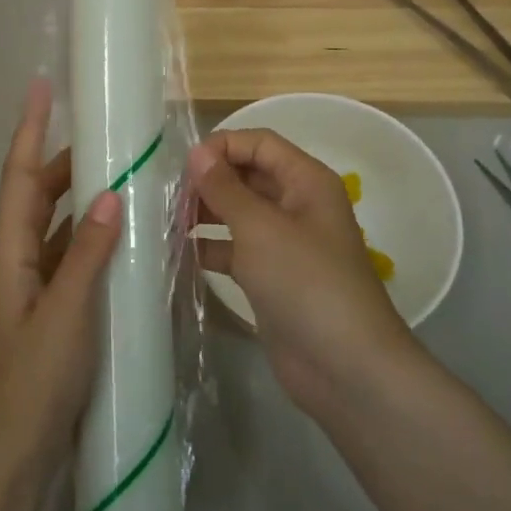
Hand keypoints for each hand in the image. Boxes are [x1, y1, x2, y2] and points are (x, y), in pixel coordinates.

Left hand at [0, 79, 121, 483]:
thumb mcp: (67, 313)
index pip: (18, 176)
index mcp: (9, 252)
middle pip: (38, 195)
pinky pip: (74, 255)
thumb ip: (90, 254)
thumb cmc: (35, 380)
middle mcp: (18, 259)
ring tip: (123, 174)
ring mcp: (35, 285)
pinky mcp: (54, 307)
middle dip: (65, 161)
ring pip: (59, 224)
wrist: (17, 455)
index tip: (40, 87)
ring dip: (83, 198)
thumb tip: (113, 193)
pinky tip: (127, 236)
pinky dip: (96, 237)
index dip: (28, 130)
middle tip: (107, 136)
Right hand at [190, 129, 416, 413]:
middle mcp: (297, 205)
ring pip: (238, 213)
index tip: (183, 166)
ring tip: (165, 221)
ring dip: (205, 214)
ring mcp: (284, 243)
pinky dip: (210, 249)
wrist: (345, 367)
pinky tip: (178, 254)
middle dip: (209, 181)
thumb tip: (198, 153)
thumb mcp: (260, 228)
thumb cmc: (305, 282)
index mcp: (306, 181)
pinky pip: (235, 250)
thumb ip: (225, 188)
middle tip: (166, 196)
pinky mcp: (271, 278)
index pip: (260, 143)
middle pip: (247, 176)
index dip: (222, 146)